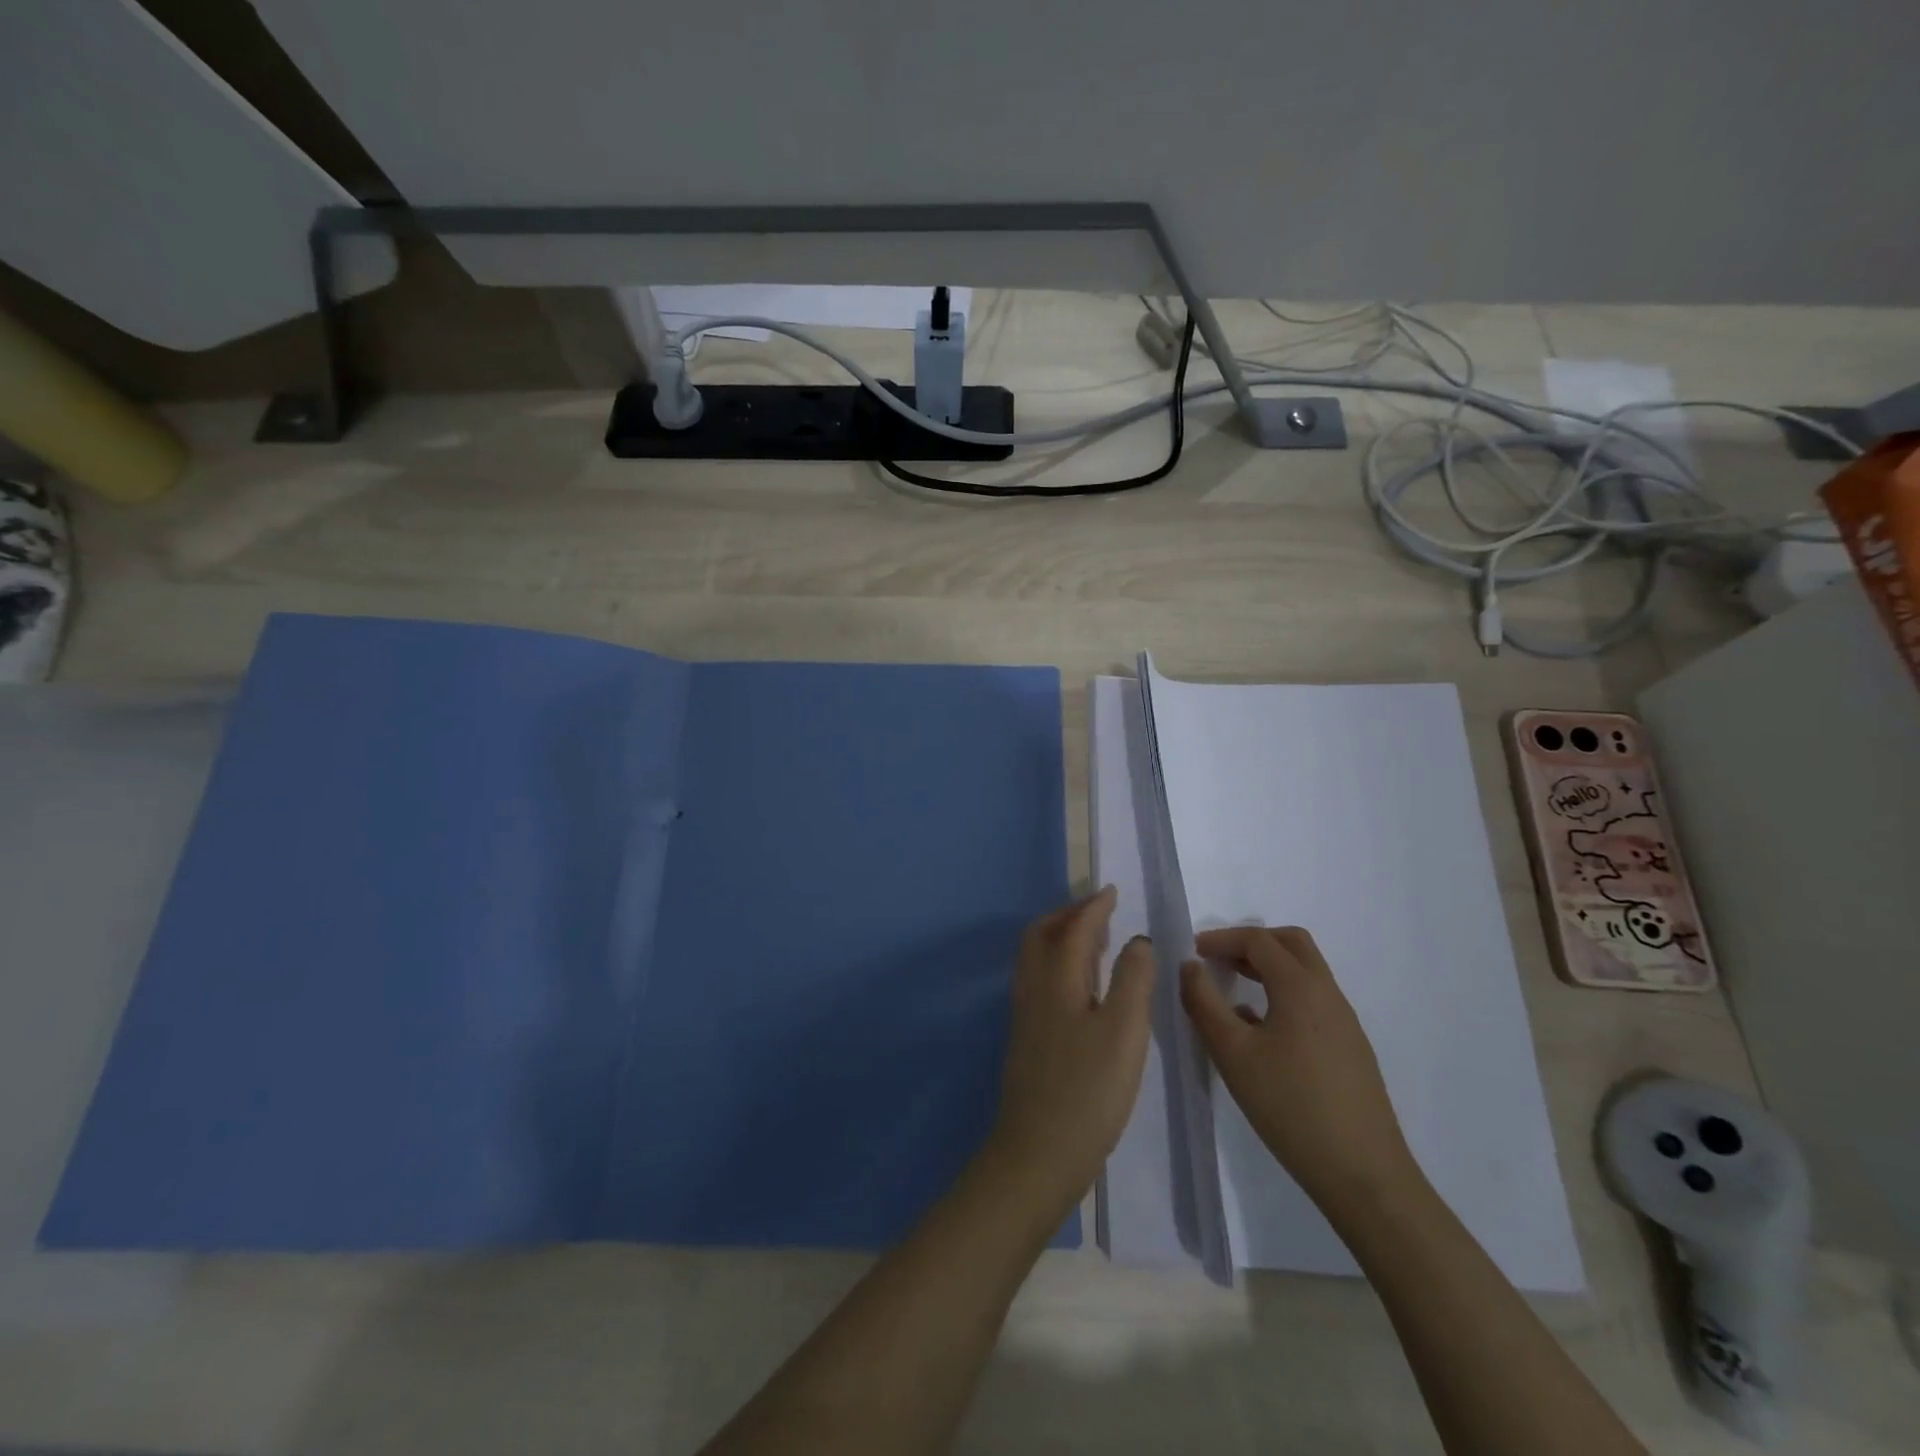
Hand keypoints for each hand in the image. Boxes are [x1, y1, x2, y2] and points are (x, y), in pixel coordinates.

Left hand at [987, 888, 1154, 1212]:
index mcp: (1056, 979)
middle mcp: (1033, 988)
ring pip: (1037, 958)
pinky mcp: (1027, 1037)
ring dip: (1062, 939)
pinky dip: (1059, 964)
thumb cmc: (1089, 1089)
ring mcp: (1025, 1014)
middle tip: (1100, 913)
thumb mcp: (1125, 1031)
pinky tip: (1082, 987)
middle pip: (1042, 935)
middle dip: (1069, 916)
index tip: (1111, 892)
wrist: (1039, 1151)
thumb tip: (1136, 941)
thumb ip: (1133, 979)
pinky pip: (1039, 979)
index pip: (1074, 928)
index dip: (1093, 907)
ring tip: (1095, 943)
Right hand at [1180, 926, 1417, 1214]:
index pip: (1259, 940)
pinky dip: (1283, 994)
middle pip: (1291, 944)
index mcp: (1301, 987)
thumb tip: (1190, 966)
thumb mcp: (1232, 1053)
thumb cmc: (1291, 1107)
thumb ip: (1204, 1003)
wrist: (1364, 1175)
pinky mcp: (1351, 1049)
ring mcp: (1345, 1023)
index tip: (1193, 951)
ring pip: (1306, 972)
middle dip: (1252, 943)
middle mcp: (1328, 994)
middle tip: (1218, 960)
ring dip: (1268, 968)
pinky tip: (1260, 1031)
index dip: (1222, 938)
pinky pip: (1313, 1001)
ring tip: (1233, 990)